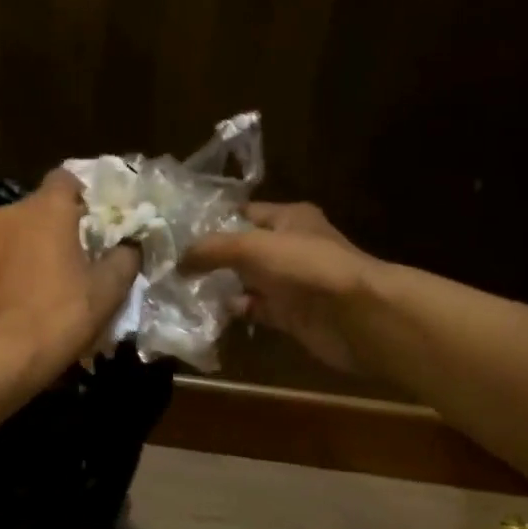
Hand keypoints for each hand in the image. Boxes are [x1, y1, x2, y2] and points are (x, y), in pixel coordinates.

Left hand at [0, 169, 139, 374]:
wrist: (4, 356)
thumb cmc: (62, 313)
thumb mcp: (109, 288)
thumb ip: (126, 256)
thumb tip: (130, 245)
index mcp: (46, 208)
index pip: (66, 178)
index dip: (86, 196)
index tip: (101, 223)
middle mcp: (12, 214)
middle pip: (43, 207)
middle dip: (64, 224)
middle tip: (86, 254)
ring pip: (22, 233)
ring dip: (40, 247)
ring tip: (59, 279)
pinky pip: (7, 258)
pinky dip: (21, 268)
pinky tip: (34, 296)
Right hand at [182, 202, 376, 374]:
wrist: (355, 315)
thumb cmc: (307, 267)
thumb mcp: (253, 246)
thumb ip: (212, 249)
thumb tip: (177, 260)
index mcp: (288, 218)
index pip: (244, 213)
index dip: (213, 221)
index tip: (178, 234)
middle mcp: (290, 247)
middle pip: (243, 248)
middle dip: (211, 257)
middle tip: (171, 265)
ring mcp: (291, 282)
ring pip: (247, 281)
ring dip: (220, 287)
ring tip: (182, 290)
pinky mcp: (291, 314)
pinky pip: (256, 309)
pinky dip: (236, 311)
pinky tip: (210, 314)